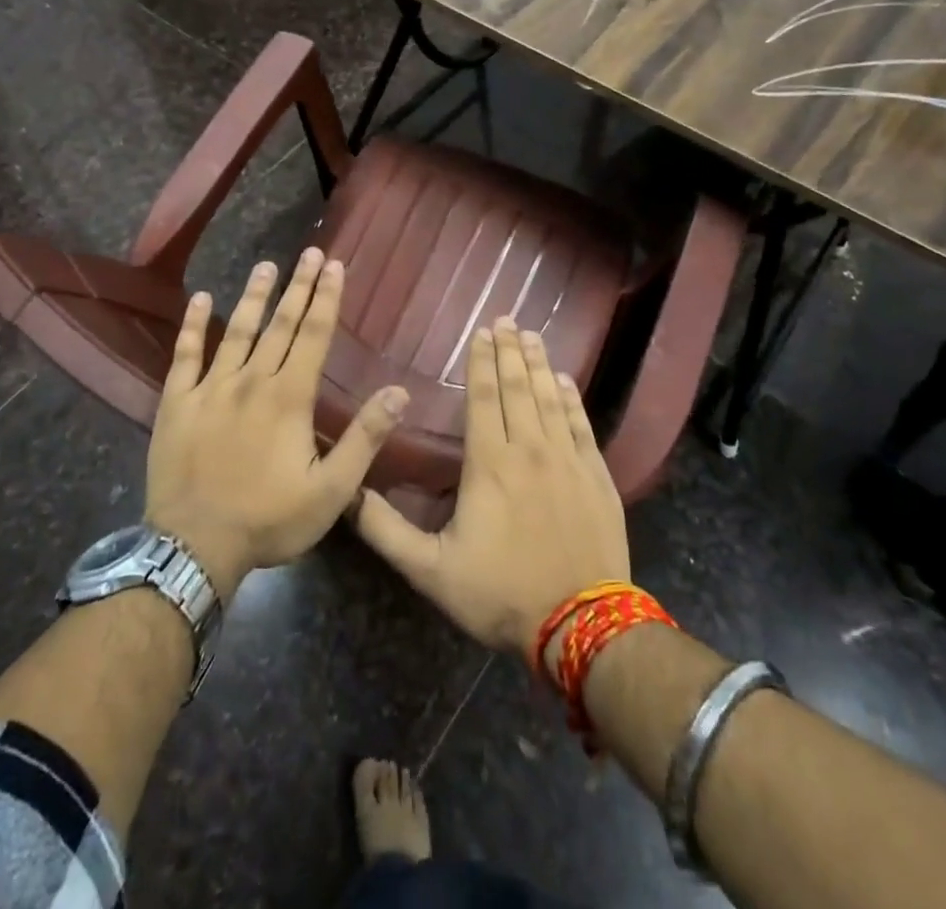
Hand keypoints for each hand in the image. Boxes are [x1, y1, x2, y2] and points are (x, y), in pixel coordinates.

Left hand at [145, 248, 407, 601]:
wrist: (193, 548)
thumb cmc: (269, 520)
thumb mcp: (331, 490)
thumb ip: (364, 439)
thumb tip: (398, 392)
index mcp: (289, 397)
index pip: (313, 335)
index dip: (327, 298)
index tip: (335, 265)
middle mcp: (251, 380)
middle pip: (280, 324)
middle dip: (298, 286)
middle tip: (310, 252)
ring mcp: (210, 388)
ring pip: (236, 330)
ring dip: (253, 296)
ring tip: (266, 265)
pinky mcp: (177, 402)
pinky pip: (185, 355)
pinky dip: (193, 326)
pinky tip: (200, 299)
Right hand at [354, 318, 630, 657]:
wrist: (582, 627)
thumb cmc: (502, 594)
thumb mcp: (431, 571)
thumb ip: (387, 532)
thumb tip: (349, 495)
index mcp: (490, 464)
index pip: (485, 399)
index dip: (481, 362)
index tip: (480, 332)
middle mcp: (530, 450)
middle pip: (517, 388)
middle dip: (509, 351)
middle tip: (506, 319)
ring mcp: (567, 461)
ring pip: (549, 398)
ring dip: (537, 364)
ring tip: (531, 336)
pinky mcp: (596, 476)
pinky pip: (581, 425)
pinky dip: (571, 398)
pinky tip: (564, 380)